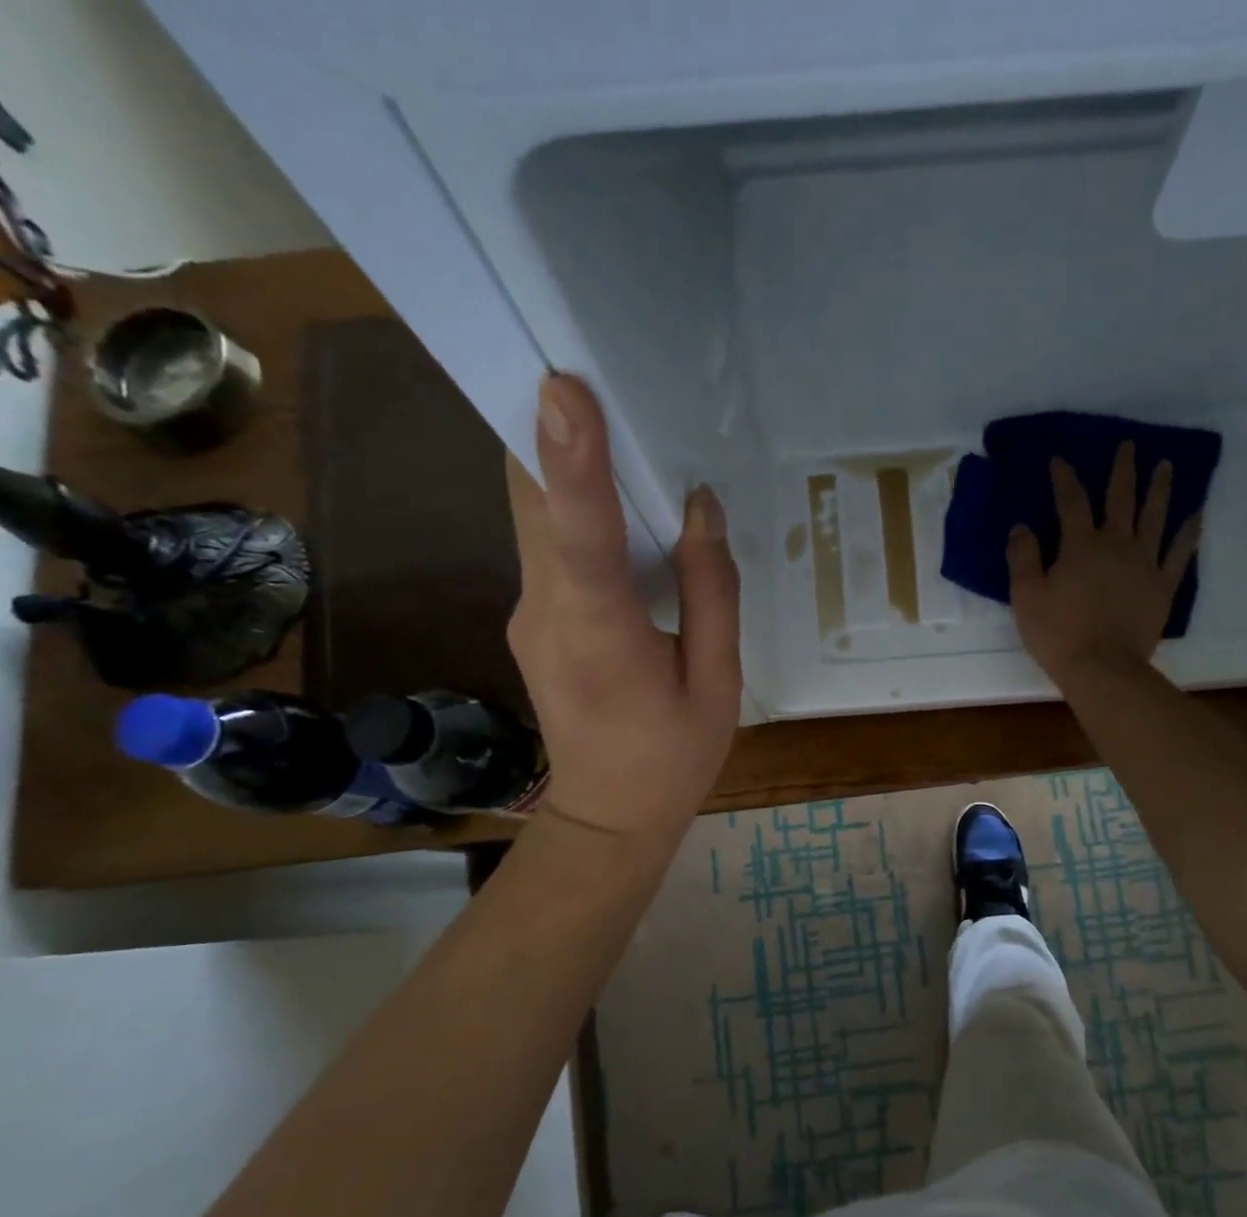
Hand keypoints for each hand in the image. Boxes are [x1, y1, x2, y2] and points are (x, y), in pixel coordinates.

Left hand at [506, 374, 740, 841]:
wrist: (607, 817)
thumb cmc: (674, 758)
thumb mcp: (718, 684)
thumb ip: (711, 593)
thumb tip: (700, 509)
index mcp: (602, 636)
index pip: (581, 537)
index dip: (574, 461)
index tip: (562, 387)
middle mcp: (546, 613)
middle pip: (533, 503)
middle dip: (548, 430)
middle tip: (585, 368)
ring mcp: (528, 615)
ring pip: (531, 517)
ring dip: (554, 461)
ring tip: (601, 413)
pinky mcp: (531, 619)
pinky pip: (545, 545)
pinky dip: (568, 504)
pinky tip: (609, 494)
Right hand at [1007, 440, 1200, 685]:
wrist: (1103, 668)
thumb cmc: (1058, 633)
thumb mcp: (1026, 596)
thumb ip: (1023, 558)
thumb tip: (1021, 526)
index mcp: (1080, 545)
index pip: (1071, 501)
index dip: (1064, 478)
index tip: (1060, 459)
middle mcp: (1117, 544)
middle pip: (1121, 498)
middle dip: (1123, 469)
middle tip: (1129, 445)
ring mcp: (1145, 563)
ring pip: (1155, 516)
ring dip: (1160, 488)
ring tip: (1166, 465)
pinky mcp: (1163, 586)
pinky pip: (1180, 552)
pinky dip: (1189, 532)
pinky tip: (1197, 515)